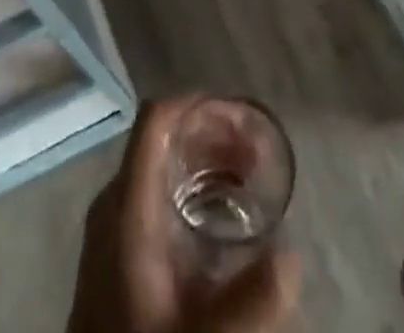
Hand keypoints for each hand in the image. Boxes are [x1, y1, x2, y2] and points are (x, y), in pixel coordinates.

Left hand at [68, 97, 301, 332]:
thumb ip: (252, 299)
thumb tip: (292, 253)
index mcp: (128, 204)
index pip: (156, 119)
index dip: (199, 104)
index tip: (242, 118)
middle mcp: (114, 201)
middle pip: (164, 138)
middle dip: (214, 136)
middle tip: (258, 157)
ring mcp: (111, 224)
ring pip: (161, 165)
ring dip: (206, 161)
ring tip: (249, 180)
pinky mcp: (115, 249)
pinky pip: (155, 193)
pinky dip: (190, 187)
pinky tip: (221, 217)